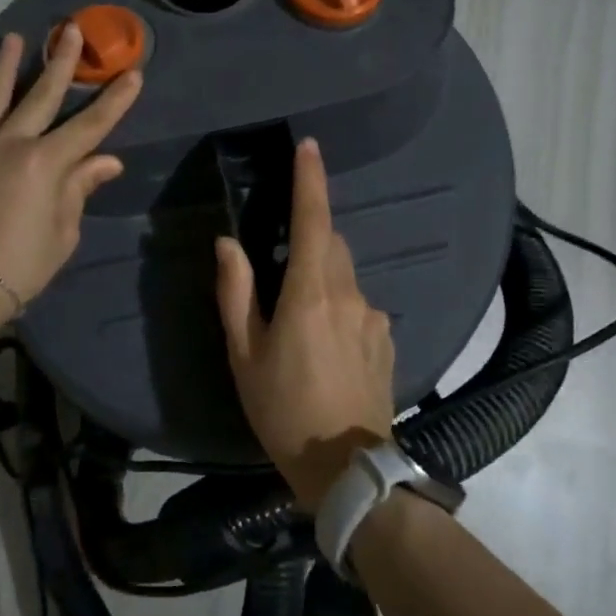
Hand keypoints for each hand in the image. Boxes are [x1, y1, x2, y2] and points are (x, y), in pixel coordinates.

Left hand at [0, 25, 141, 308]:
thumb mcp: (63, 230)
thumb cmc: (22, 264)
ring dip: (9, 65)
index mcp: (46, 163)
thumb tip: (106, 161)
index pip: (91, 126)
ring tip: (15, 37)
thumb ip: (80, 187)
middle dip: (62, 62)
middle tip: (72, 30)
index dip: (115, 101)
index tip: (134, 75)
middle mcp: (13, 144)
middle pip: (43, 96)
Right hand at [215, 138, 394, 508]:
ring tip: (300, 325)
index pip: (314, 221)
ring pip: (346, 276)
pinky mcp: (387, 338)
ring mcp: (374, 317)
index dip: (310, 180)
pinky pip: (359, 305)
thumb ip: (236, 293)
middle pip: (333, 244)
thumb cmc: (284, 411)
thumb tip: (228, 244)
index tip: (308, 147)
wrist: (349, 469)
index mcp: (310, 293)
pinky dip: (340, 308)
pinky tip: (326, 350)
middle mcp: (349, 294)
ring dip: (323, 280)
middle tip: (282, 270)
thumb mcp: (245, 355)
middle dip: (311, 238)